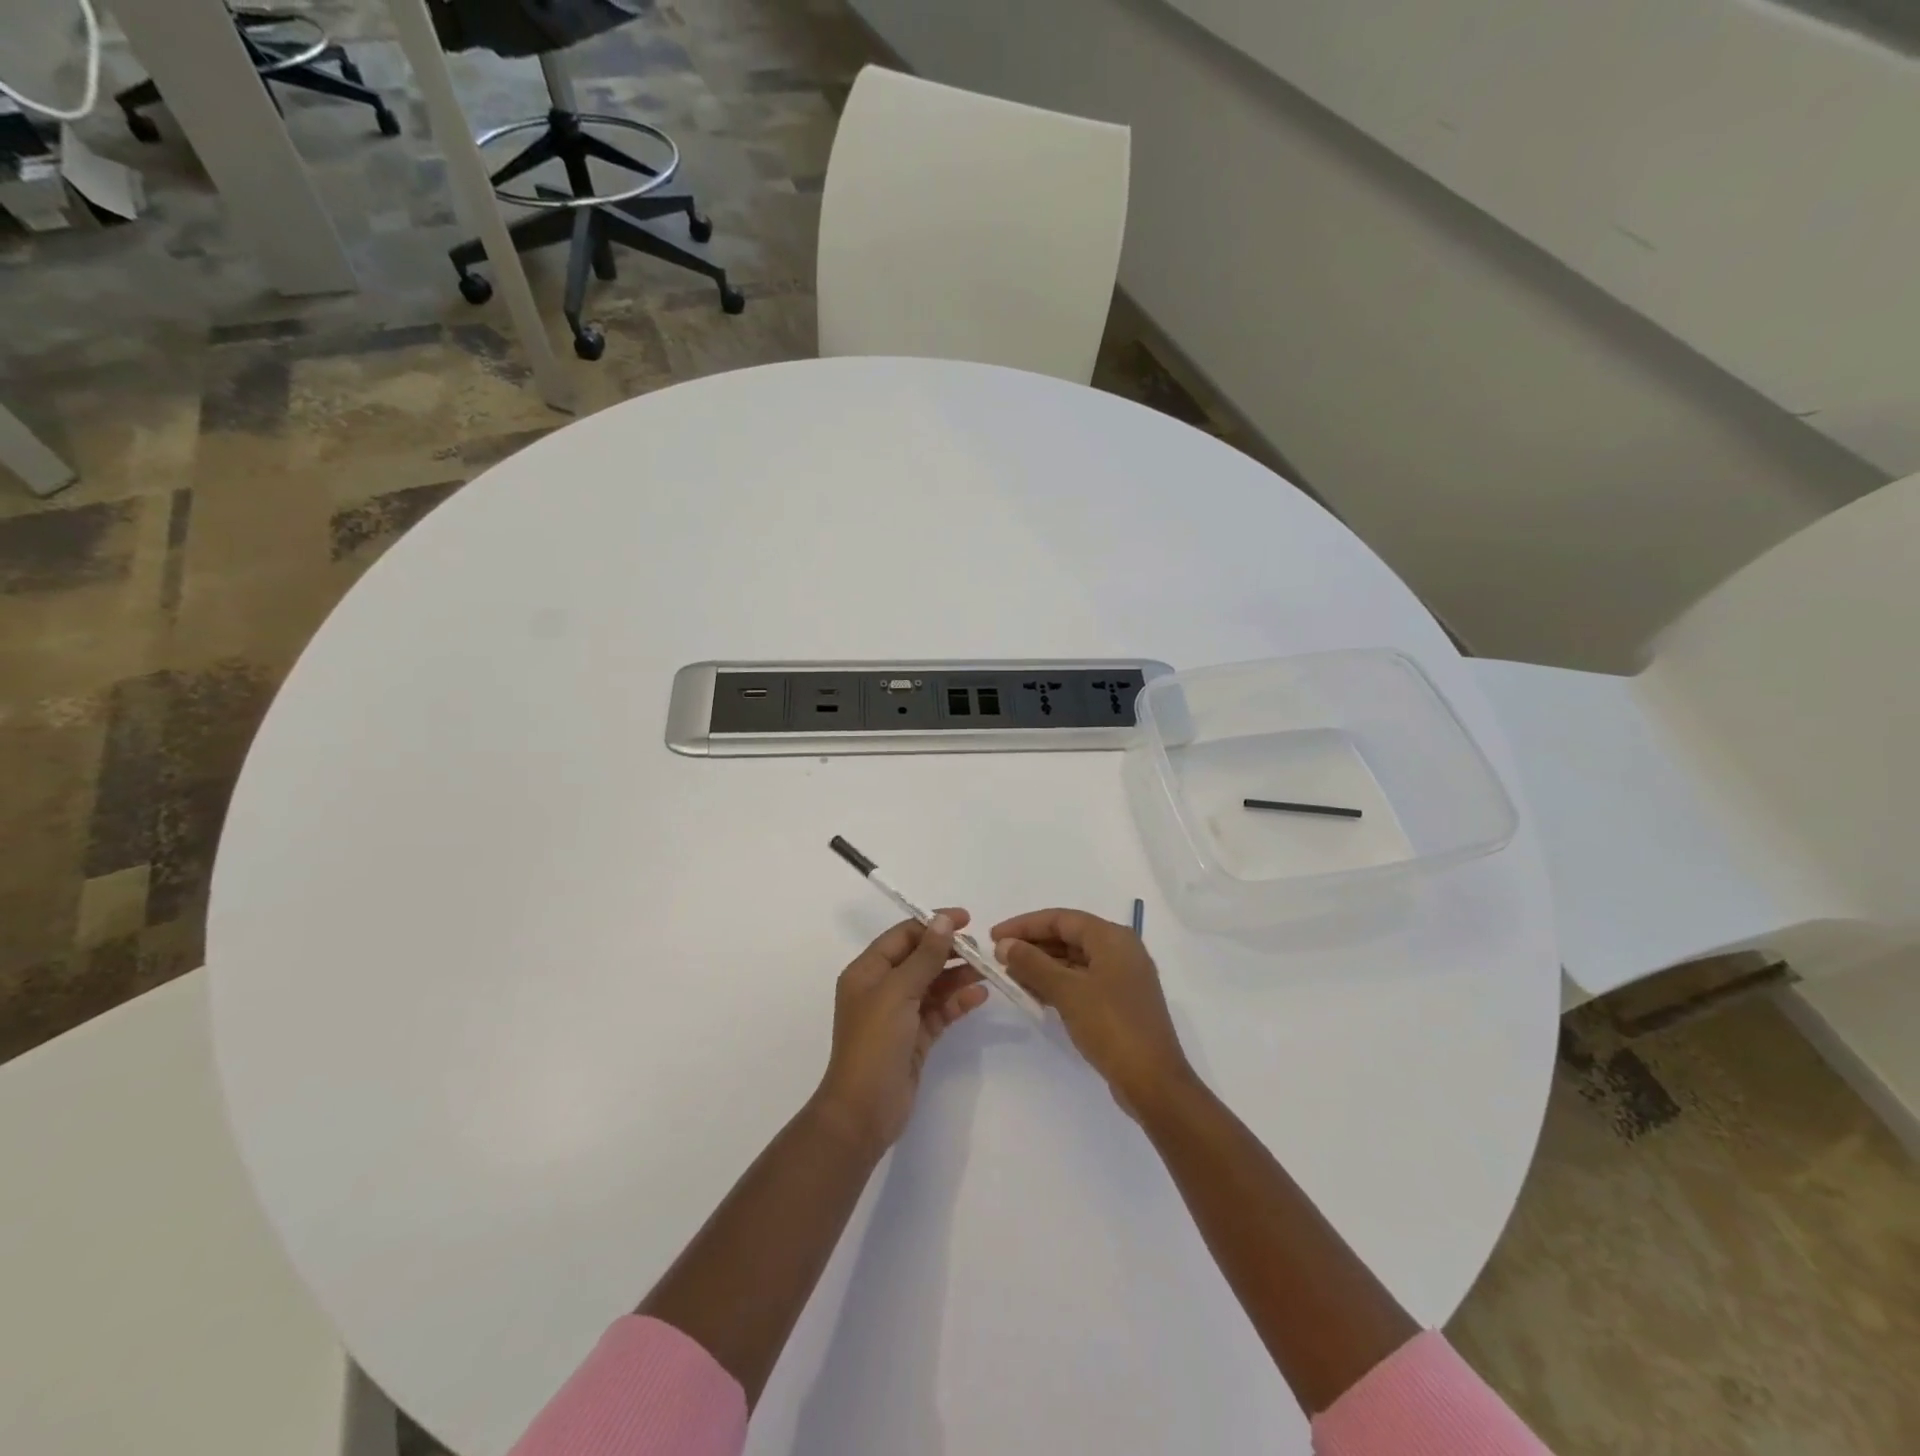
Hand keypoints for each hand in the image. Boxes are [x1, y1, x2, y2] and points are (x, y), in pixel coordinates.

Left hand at [813, 911, 987, 1154]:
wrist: (863, 1111)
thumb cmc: (874, 1043)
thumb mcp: (898, 992)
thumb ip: (924, 956)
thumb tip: (943, 921)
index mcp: (867, 972)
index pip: (903, 936)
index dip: (932, 924)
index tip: (966, 919)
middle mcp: (882, 989)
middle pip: (920, 959)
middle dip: (949, 951)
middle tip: (981, 950)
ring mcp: (899, 1015)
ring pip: (933, 985)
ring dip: (958, 976)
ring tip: (987, 971)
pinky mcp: (915, 1038)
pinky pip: (939, 1011)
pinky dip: (958, 1003)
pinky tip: (980, 996)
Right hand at [992, 908, 1193, 1118]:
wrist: (1153, 1081)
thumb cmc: (1111, 1026)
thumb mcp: (1067, 991)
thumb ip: (1033, 963)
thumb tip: (1005, 944)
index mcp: (1112, 937)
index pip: (1061, 918)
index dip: (1025, 925)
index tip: (994, 936)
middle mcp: (1120, 949)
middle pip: (1069, 936)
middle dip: (1033, 945)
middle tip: (999, 957)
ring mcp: (1122, 977)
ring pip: (1074, 960)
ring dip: (1042, 966)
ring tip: (1011, 977)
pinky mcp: (1120, 1001)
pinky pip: (1082, 980)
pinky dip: (1058, 983)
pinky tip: (1034, 994)